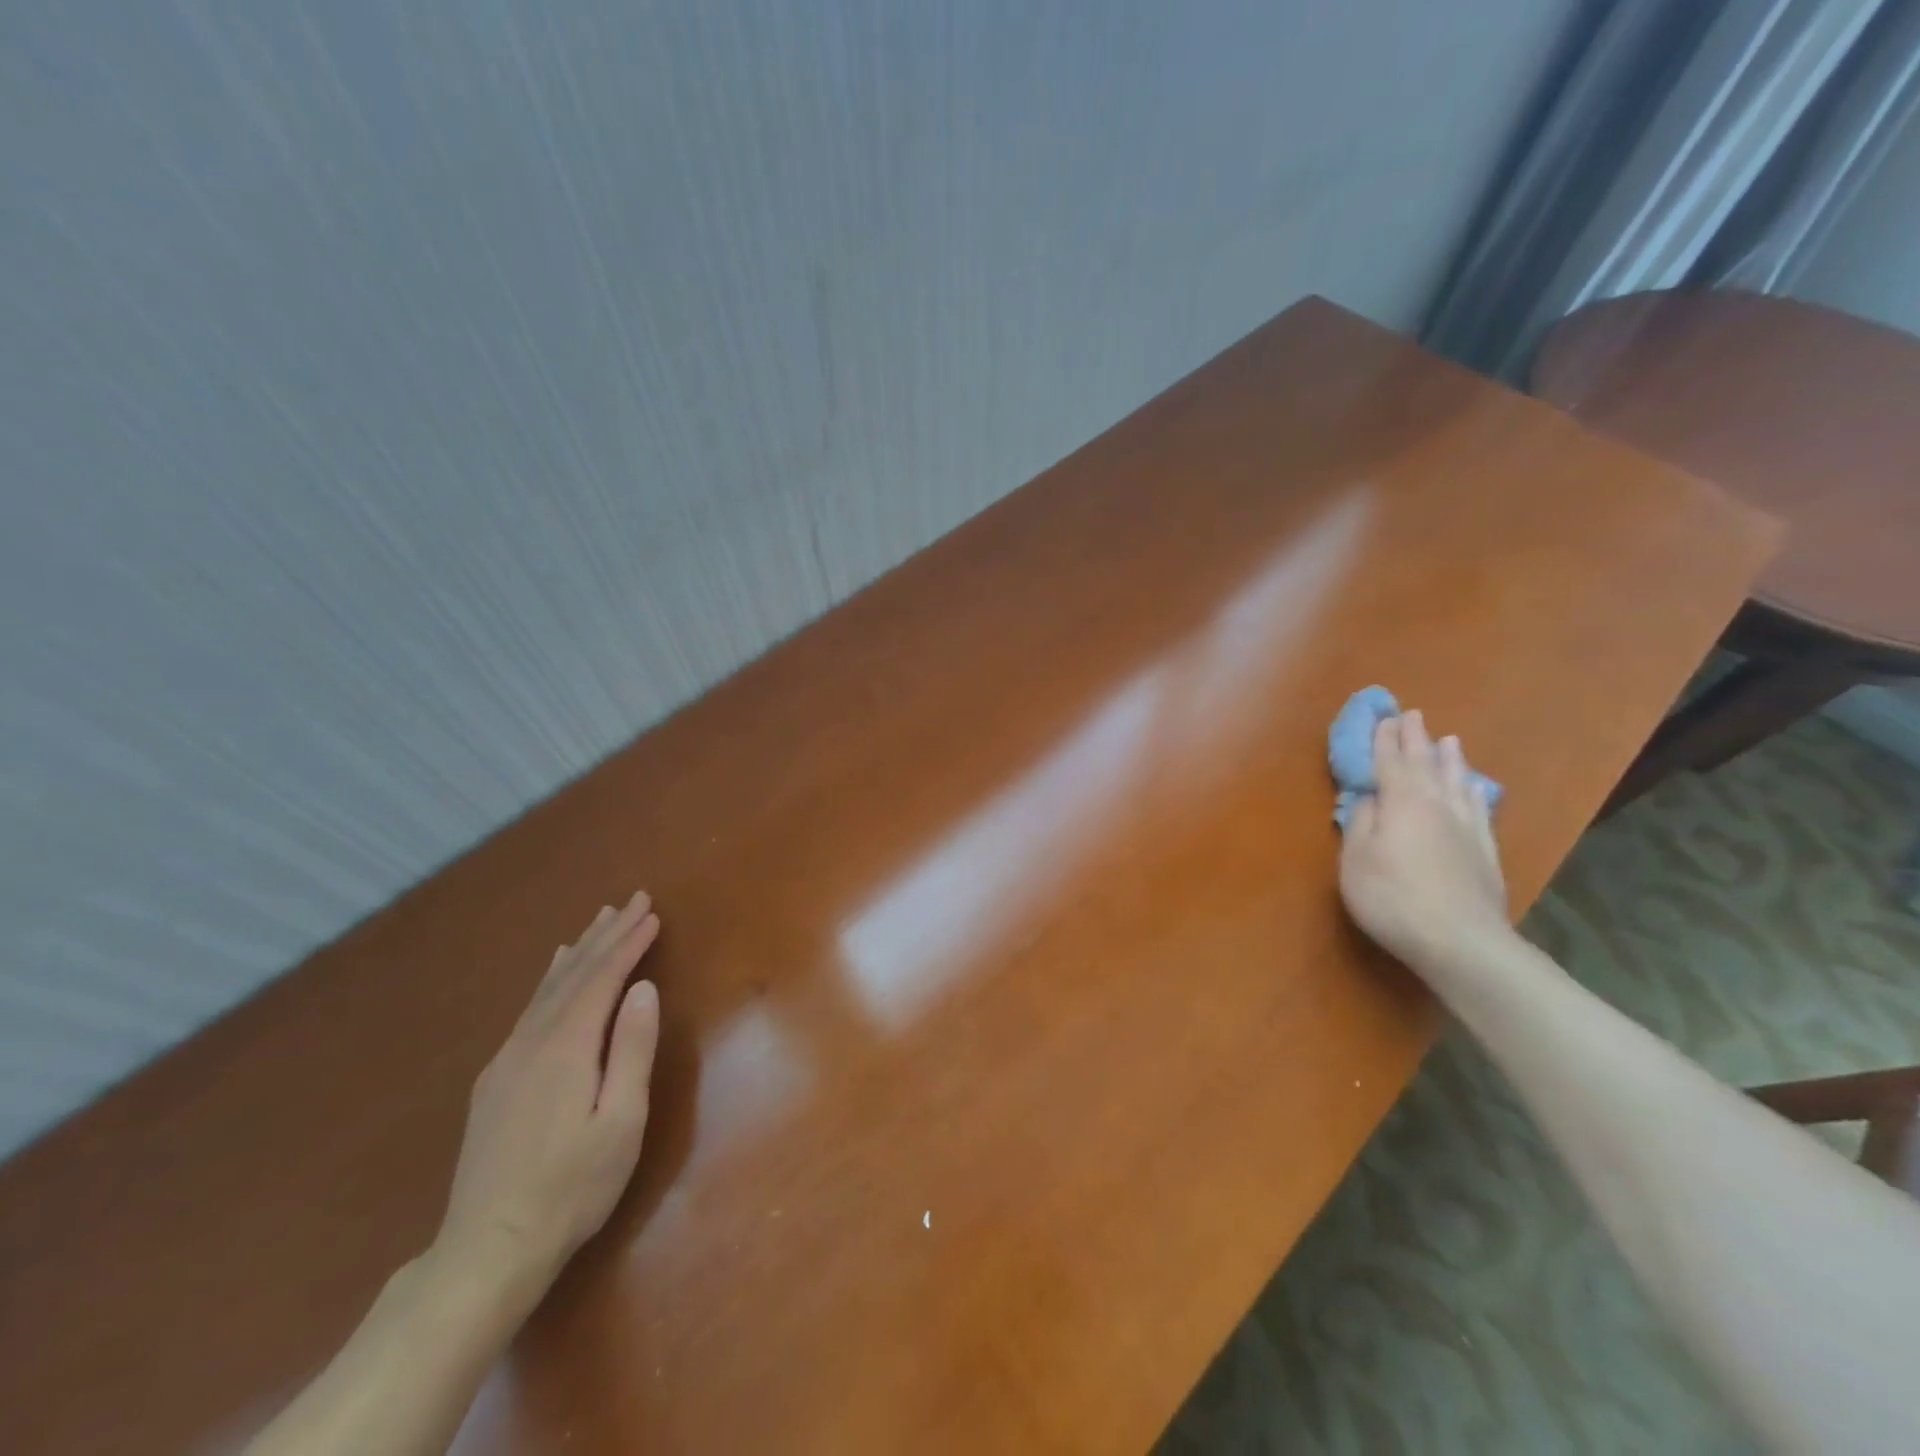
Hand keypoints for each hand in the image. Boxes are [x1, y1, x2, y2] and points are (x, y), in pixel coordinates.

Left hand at [433, 892, 662, 1302]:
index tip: (653, 914)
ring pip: (548, 988)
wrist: (487, 1249)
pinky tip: (555, 972)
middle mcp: (533, 1041)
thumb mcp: (621, 1122)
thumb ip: (633, 1051)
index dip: (629, 943)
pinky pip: (530, 1008)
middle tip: (634, 899)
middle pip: (575, 974)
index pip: (603, 979)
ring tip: (598, 920)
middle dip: (607, 934)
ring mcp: (507, 1059)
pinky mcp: (495, 1079)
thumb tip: (644, 989)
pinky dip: (551, 979)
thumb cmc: (572, 1187)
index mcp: (567, 1048)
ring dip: (579, 950)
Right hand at [1339, 710, 1510, 975]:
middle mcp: (1436, 804)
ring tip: (1449, 740)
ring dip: (1449, 758)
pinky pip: (1479, 807)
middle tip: (1412, 715)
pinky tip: (1474, 788)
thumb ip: (1360, 824)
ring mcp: (1466, 827)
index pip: (1390, 763)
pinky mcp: (1485, 850)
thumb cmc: (1392, 897)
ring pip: (1457, 781)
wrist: (1461, 940)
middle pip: (1425, 764)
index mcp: (1401, 803)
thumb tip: (1367, 800)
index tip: (1383, 718)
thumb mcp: (1356, 860)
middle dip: (1416, 739)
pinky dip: (1473, 790)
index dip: (1384, 740)